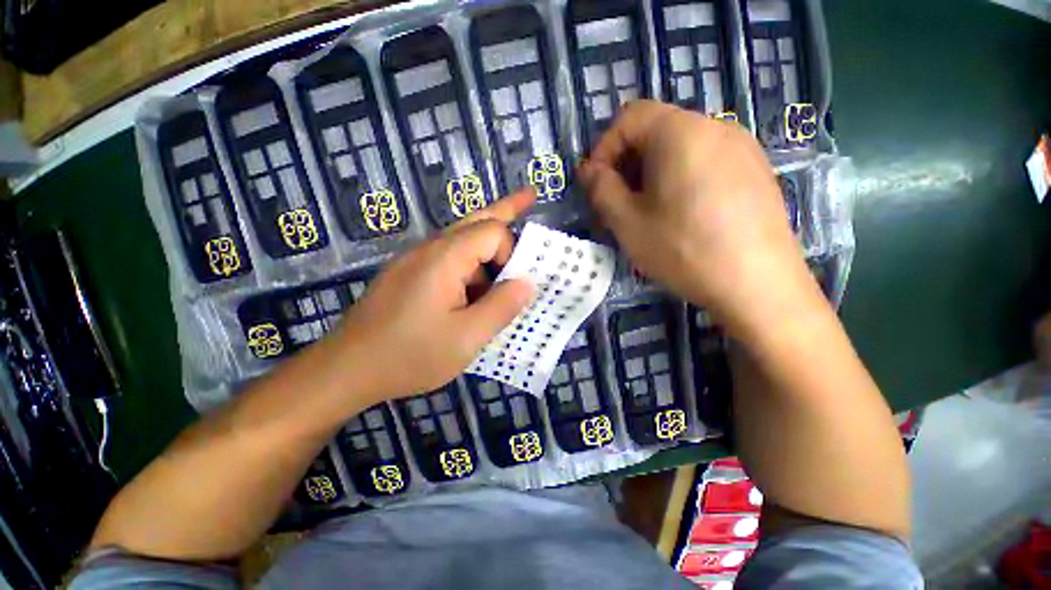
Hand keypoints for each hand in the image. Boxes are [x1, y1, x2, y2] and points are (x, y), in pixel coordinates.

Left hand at [335, 190, 535, 399]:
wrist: (346, 370)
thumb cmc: (410, 355)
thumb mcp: (467, 338)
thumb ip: (501, 307)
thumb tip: (527, 283)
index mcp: (444, 258)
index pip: (492, 232)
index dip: (511, 254)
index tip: (513, 286)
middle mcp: (429, 249)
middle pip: (476, 221)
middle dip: (506, 209)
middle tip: (530, 196)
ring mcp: (416, 260)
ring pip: (462, 241)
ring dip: (488, 248)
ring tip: (505, 270)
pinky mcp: (410, 274)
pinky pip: (449, 260)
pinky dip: (471, 266)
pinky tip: (476, 290)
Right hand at [578, 100, 818, 336]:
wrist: (759, 284)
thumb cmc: (683, 249)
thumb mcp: (627, 222)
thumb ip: (601, 189)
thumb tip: (588, 170)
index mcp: (680, 132)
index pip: (630, 116)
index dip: (604, 148)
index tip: (596, 184)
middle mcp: (715, 126)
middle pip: (656, 131)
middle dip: (627, 165)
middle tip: (617, 205)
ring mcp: (741, 147)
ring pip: (680, 149)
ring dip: (652, 174)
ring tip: (647, 213)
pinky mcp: (755, 170)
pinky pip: (705, 162)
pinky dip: (680, 179)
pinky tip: (681, 216)